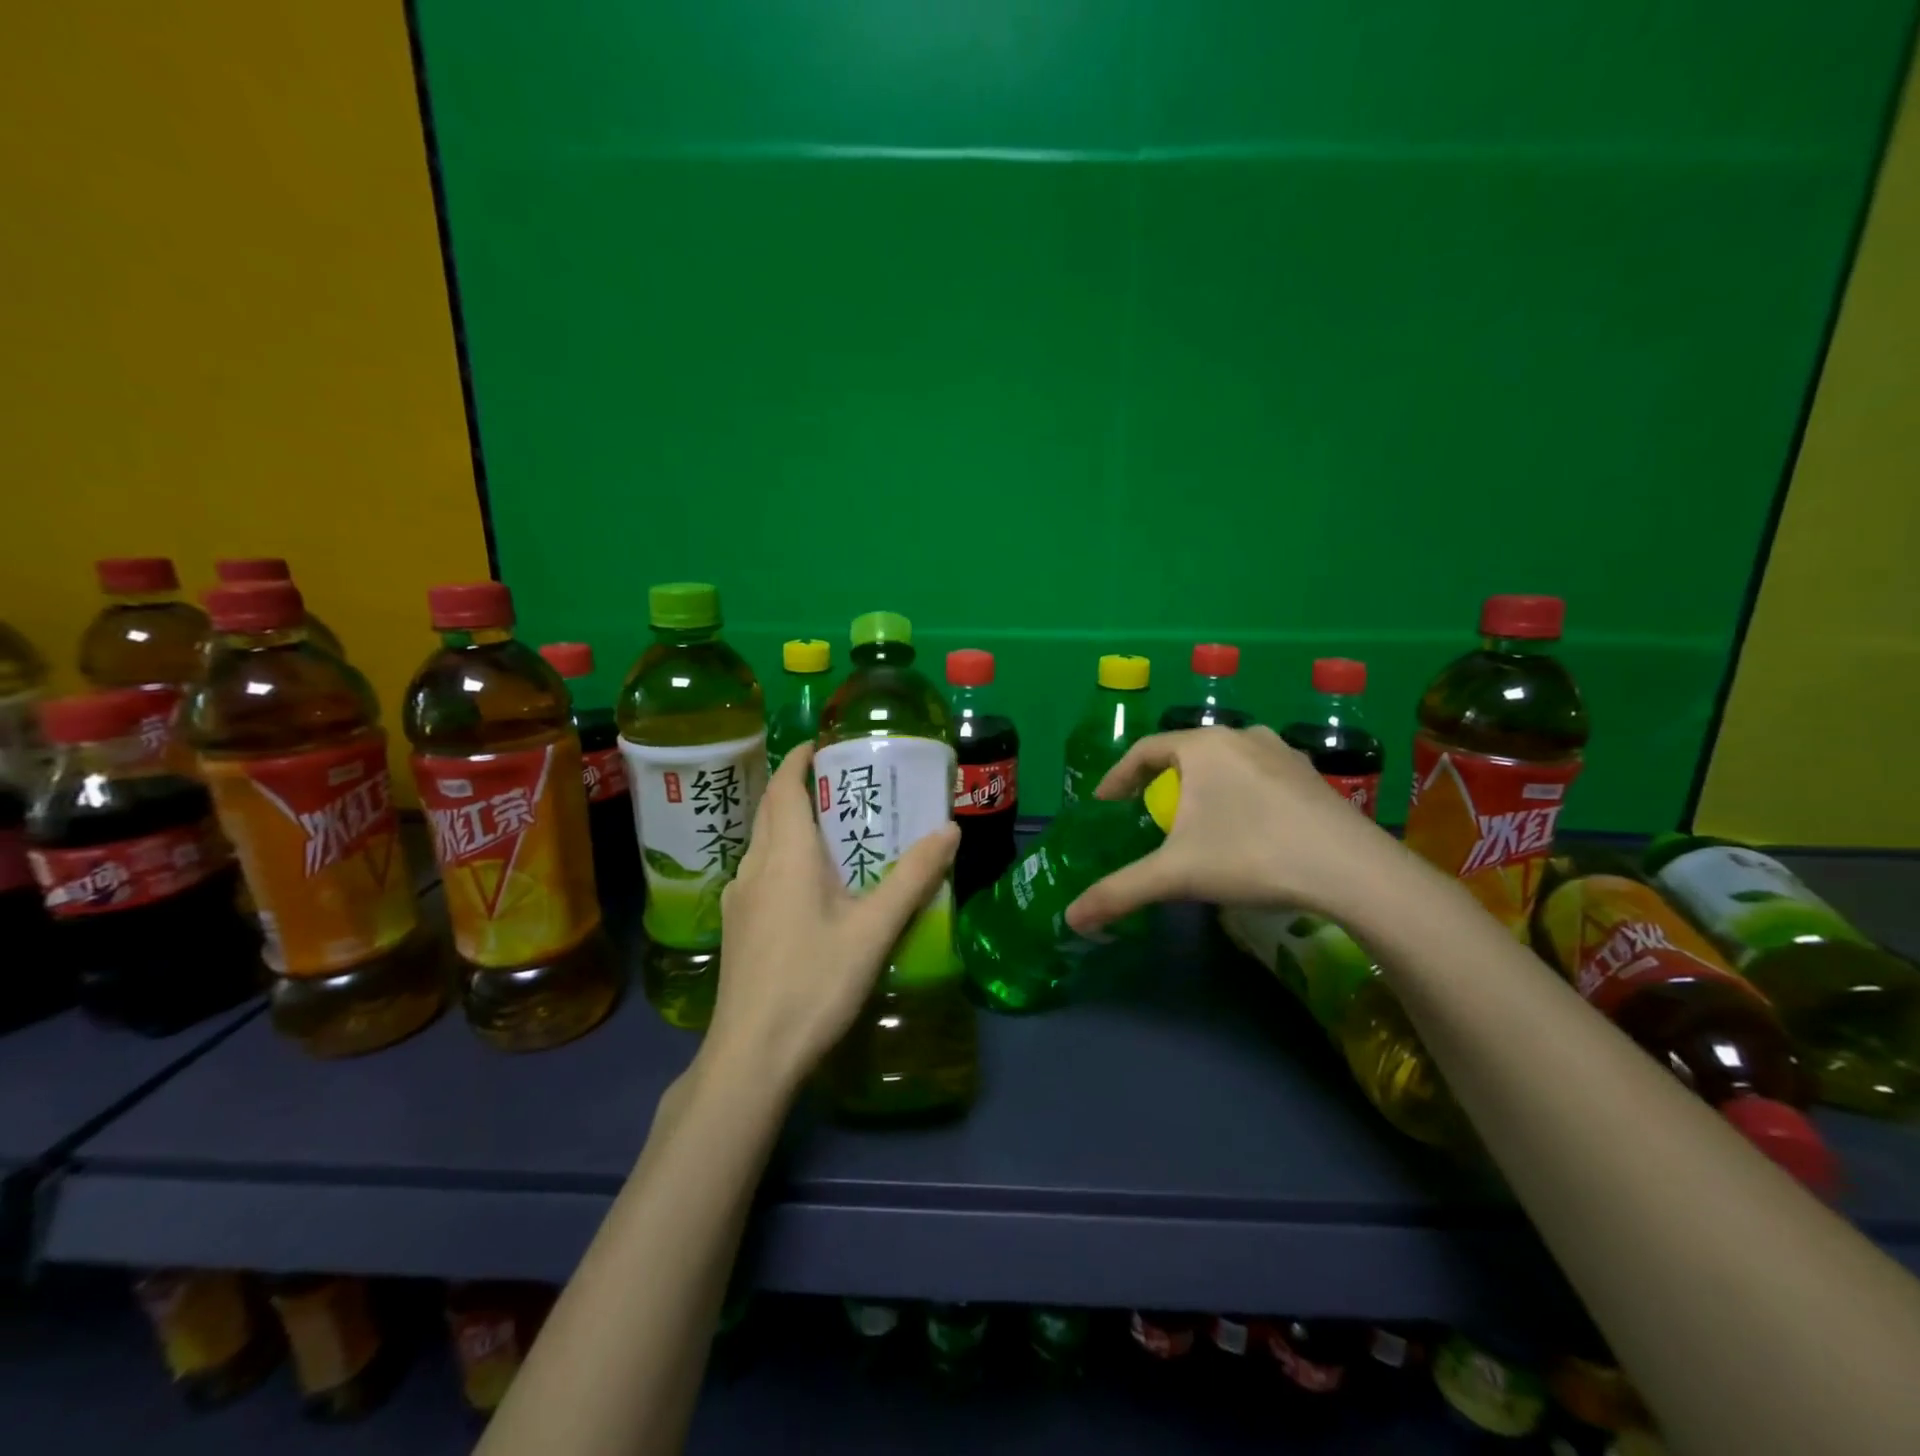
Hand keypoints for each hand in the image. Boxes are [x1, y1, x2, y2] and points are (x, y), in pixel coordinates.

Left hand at [706, 744, 958, 1087]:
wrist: (752, 1055)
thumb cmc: (815, 983)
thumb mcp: (874, 929)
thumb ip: (913, 878)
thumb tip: (949, 830)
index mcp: (786, 856)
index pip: (785, 788)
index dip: (799, 760)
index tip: (823, 745)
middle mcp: (755, 867)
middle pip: (773, 812)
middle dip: (801, 789)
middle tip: (844, 786)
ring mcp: (739, 900)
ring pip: (764, 844)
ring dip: (792, 825)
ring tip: (835, 832)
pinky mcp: (738, 928)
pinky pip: (761, 873)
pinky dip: (785, 858)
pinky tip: (812, 887)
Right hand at [1064, 726, 1396, 933]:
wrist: (1352, 871)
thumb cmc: (1251, 855)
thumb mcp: (1176, 876)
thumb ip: (1118, 892)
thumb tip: (1070, 918)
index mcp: (1202, 746)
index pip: (1144, 750)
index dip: (1118, 776)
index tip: (1105, 803)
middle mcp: (1241, 736)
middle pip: (1185, 752)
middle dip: (1160, 780)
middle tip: (1147, 812)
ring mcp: (1282, 752)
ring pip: (1225, 761)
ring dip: (1202, 783)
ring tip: (1195, 817)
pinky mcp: (1311, 775)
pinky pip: (1258, 773)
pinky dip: (1238, 791)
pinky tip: (1245, 824)